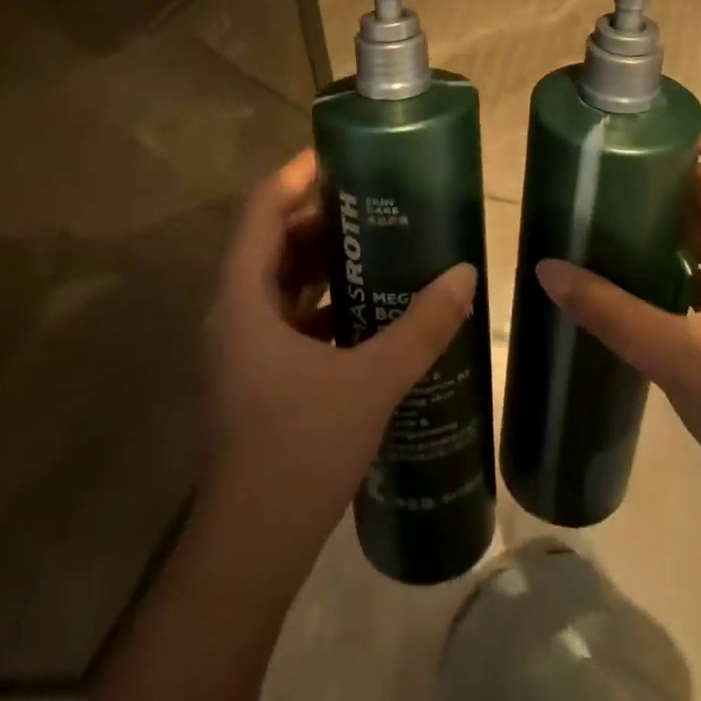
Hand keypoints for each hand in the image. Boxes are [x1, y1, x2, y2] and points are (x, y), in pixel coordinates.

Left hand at [203, 149, 476, 574]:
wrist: (252, 546)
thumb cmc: (299, 449)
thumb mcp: (370, 381)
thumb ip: (421, 327)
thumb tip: (466, 273)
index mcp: (244, 297)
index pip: (264, 209)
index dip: (298, 174)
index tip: (342, 153)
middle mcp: (234, 310)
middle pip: (273, 239)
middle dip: (320, 214)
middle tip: (374, 197)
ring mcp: (242, 344)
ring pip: (280, 278)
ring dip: (322, 257)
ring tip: (378, 240)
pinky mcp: (256, 372)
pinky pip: (288, 313)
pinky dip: (322, 298)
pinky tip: (367, 305)